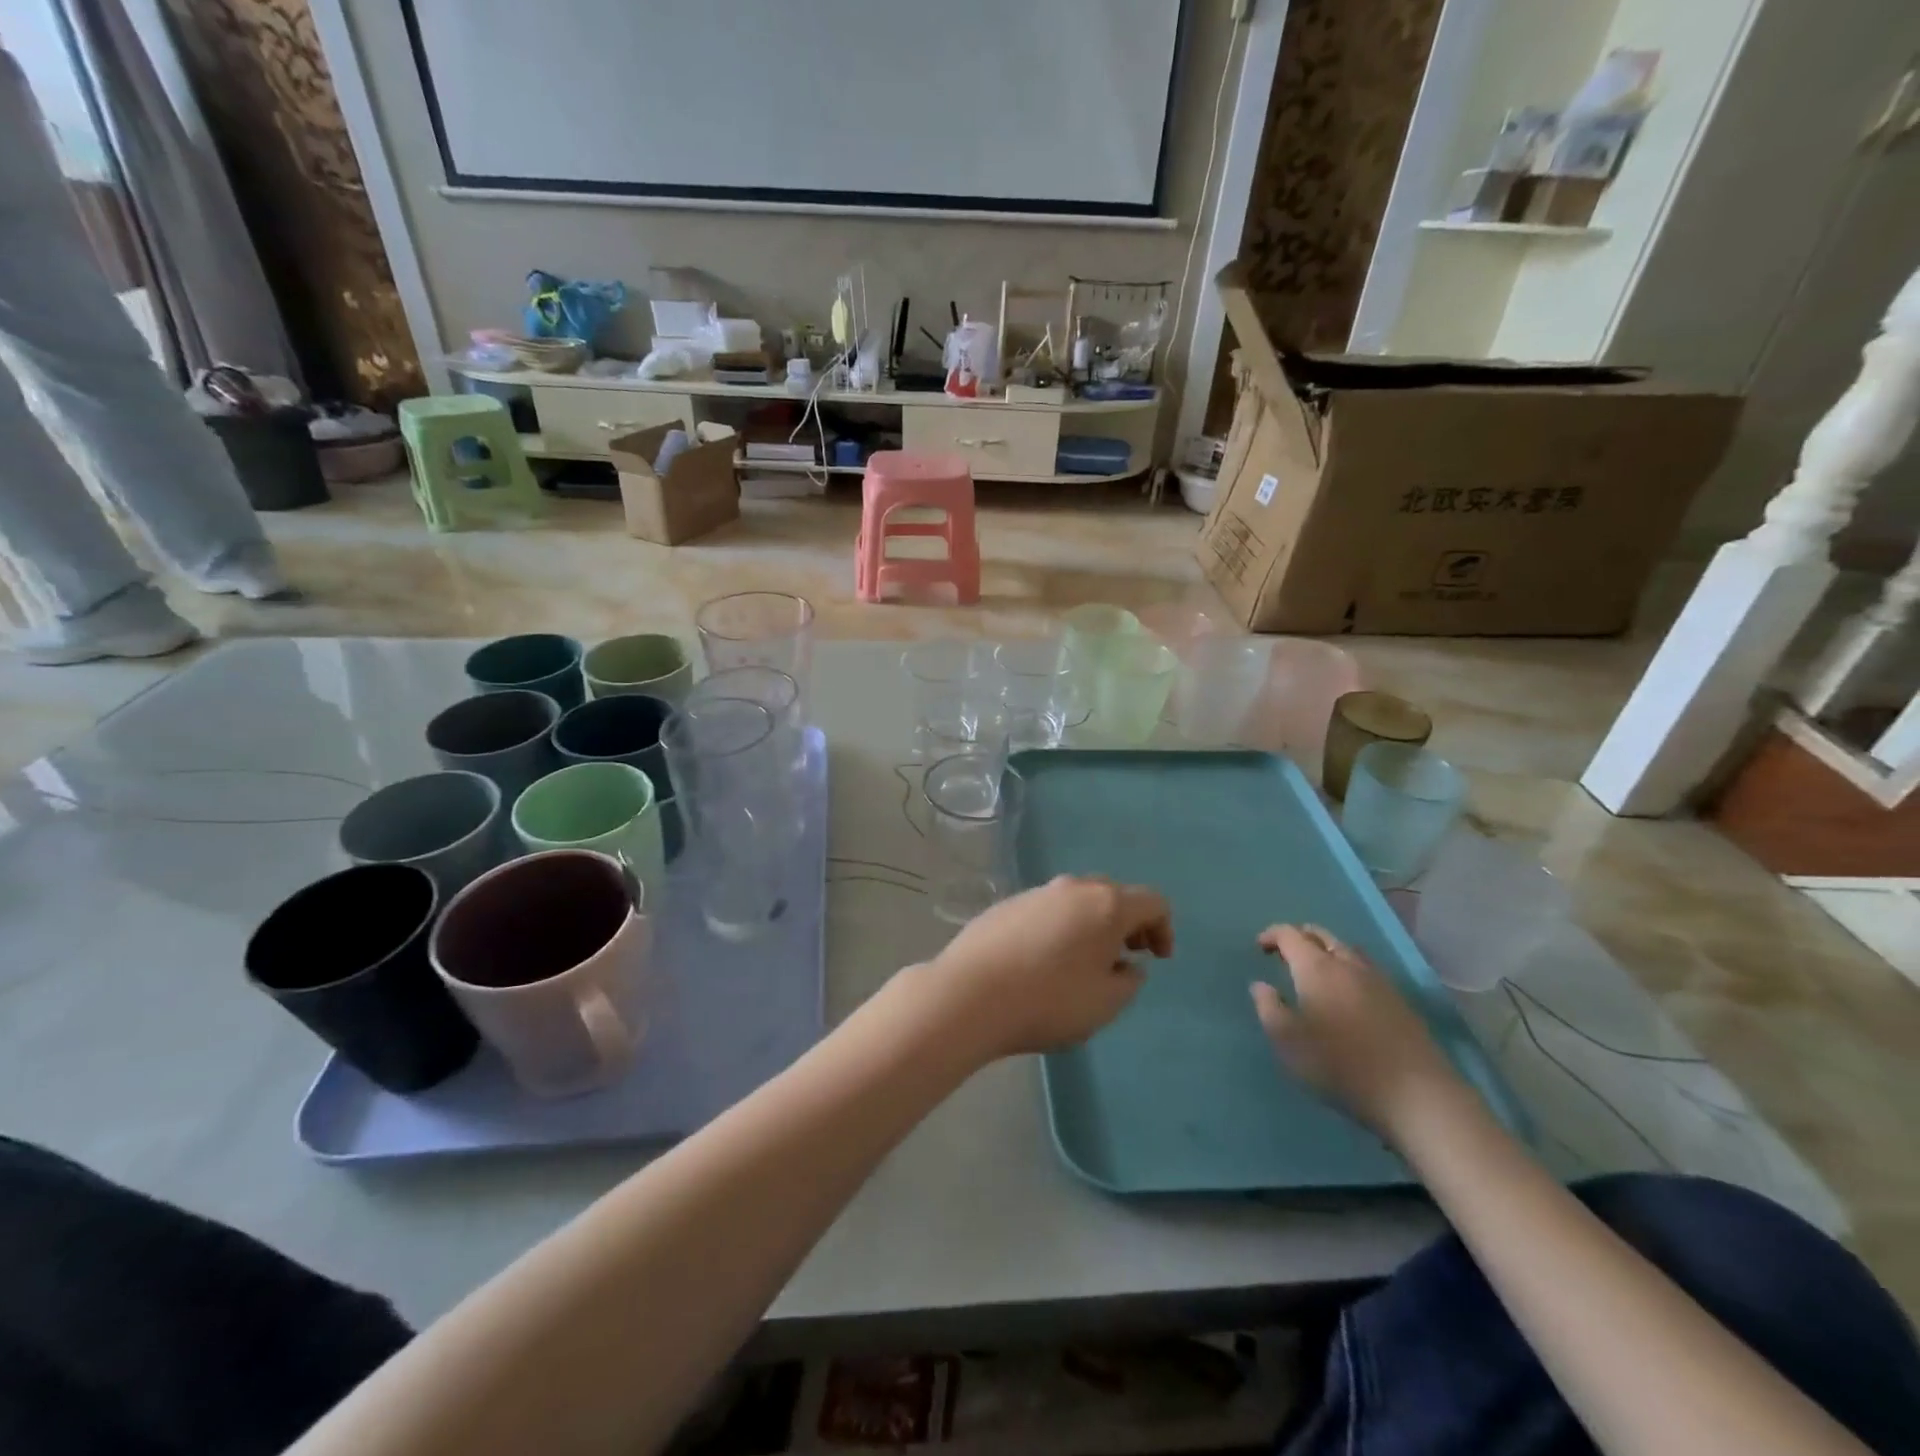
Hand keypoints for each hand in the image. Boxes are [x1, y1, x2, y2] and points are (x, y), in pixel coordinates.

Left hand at [927, 875, 1172, 1059]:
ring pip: (1076, 901)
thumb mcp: (1105, 1003)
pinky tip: (1044, 962)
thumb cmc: (1049, 1001)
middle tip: (1125, 957)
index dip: (1164, 928)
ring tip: (1083, 963)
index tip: (1158, 959)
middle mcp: (1072, 887)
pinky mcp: (1006, 905)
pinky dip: (1058, 928)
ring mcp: (1035, 893)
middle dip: (1126, 923)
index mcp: (1106, 905)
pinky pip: (1046, 911)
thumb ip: (1128, 981)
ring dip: (1090, 925)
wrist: (969, 995)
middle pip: (1113, 895)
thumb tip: (1126, 965)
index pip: (1152, 901)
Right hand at [1250, 924, 1463, 1143]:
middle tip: (1285, 953)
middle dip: (1300, 936)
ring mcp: (1378, 981)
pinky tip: (1348, 992)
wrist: (1415, 1094)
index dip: (1273, 935)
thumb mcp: (1288, 1042)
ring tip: (1316, 969)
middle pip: (1322, 934)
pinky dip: (1349, 968)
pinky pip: (1367, 969)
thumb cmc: (1341, 1065)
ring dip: (1327, 950)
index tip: (1260, 947)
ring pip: (1347, 949)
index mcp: (1316, 969)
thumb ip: (1269, 1008)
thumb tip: (1261, 985)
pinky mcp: (1400, 1001)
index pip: (1290, 935)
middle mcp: (1347, 965)